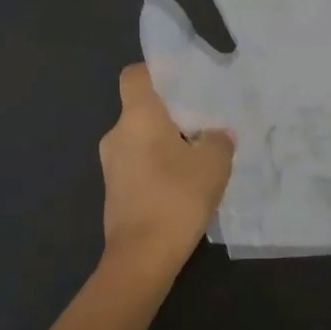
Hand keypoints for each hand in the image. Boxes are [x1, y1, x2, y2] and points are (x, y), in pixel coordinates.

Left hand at [99, 64, 234, 282]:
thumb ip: (218, 140)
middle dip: (172, 114)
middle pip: (143, 109)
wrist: (141, 258)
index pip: (135, 75)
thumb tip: (217, 134)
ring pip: (142, 139)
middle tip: (205, 123)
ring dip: (167, 143)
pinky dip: (158, 165)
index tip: (183, 81)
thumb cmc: (176, 198)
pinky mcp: (115, 190)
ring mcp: (111, 164)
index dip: (156, 72)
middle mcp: (117, 134)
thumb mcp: (213, 164)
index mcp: (138, 117)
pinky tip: (184, 184)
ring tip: (200, 157)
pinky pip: (139, 163)